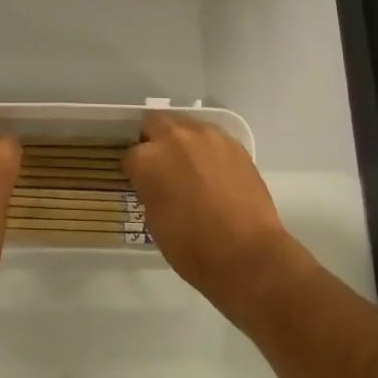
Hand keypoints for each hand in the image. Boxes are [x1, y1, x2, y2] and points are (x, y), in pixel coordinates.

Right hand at [125, 111, 293, 309]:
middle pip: (155, 123)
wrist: (247, 254)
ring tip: (191, 167)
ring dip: (182, 142)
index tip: (142, 184)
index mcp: (147, 160)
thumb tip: (157, 184)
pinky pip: (212, 138)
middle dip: (154, 141)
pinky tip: (214, 172)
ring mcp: (207, 137)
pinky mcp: (234, 143)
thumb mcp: (154, 221)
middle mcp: (174, 138)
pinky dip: (207, 150)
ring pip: (186, 126)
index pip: (130, 156)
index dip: (136, 172)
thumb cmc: (191, 247)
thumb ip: (150, 191)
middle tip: (163, 166)